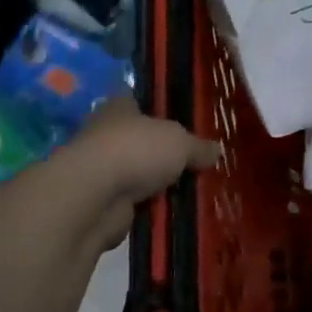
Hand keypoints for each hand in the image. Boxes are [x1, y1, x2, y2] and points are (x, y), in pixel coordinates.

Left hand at [69, 95, 220, 209]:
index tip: (174, 119)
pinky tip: (170, 210)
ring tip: (186, 189)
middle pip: (136, 139)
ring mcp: (100, 170)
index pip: (135, 101)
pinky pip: (131, 202)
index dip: (152, 108)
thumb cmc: (137, 150)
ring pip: (134, 173)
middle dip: (157, 151)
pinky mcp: (100, 202)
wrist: (94, 197)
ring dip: (152, 182)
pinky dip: (146, 207)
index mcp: (119, 108)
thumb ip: (198, 147)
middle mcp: (105, 134)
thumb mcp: (180, 143)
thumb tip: (217, 150)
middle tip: (190, 161)